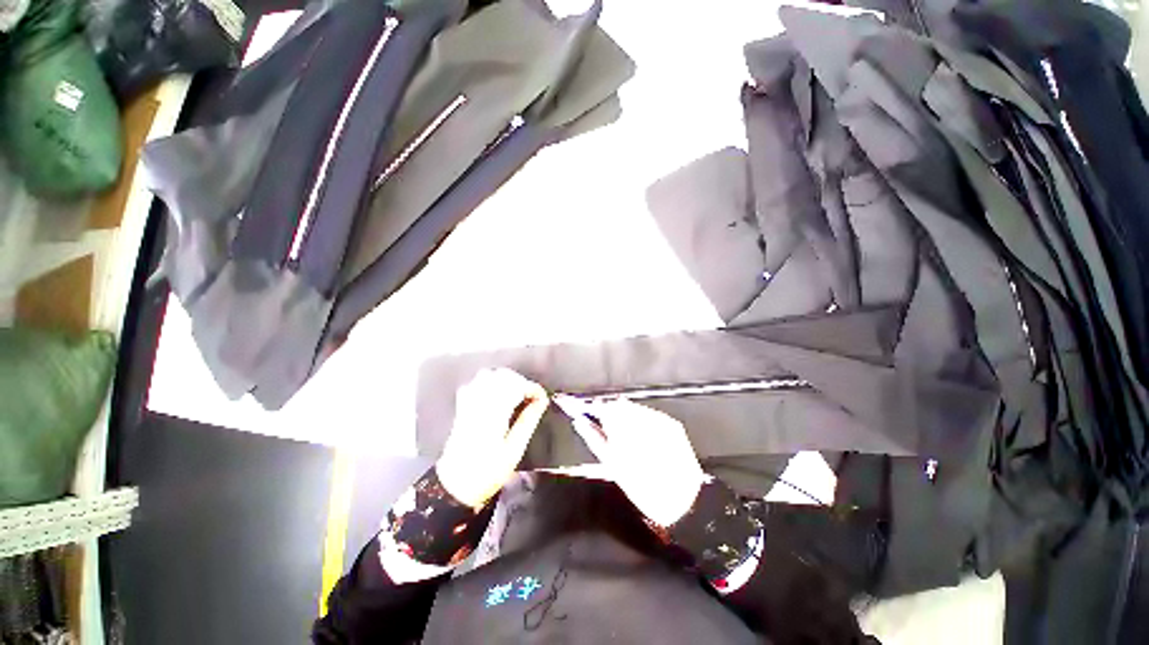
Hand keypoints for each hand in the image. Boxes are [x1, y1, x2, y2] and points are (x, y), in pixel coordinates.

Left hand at [436, 369, 548, 507]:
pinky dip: (490, 382)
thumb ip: (528, 421)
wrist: (455, 486)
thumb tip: (541, 401)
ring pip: (488, 375)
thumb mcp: (514, 450)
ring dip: (505, 379)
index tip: (542, 398)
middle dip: (521, 381)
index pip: (516, 386)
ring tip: (516, 394)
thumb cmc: (488, 472)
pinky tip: (497, 395)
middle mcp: (479, 403)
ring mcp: (468, 403)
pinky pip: (475, 382)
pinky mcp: (462, 406)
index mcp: (494, 414)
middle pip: (502, 375)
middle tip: (531, 397)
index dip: (532, 388)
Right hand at [555, 396, 705, 526]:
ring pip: (635, 409)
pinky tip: (643, 437)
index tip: (585, 411)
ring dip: (627, 417)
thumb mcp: (613, 465)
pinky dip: (642, 422)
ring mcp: (661, 420)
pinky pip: (651, 415)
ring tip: (626, 436)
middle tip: (606, 428)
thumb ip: (595, 438)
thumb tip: (579, 421)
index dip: (594, 408)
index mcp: (627, 430)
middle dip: (611, 413)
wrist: (683, 502)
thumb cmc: (643, 487)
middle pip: (620, 405)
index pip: (605, 407)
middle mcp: (645, 418)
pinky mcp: (673, 424)